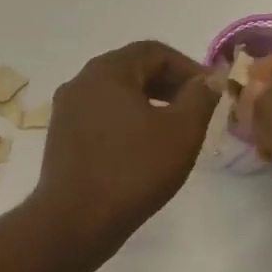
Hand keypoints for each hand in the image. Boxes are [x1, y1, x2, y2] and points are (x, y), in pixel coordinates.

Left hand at [33, 41, 219, 253]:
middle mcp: (80, 83)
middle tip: (196, 109)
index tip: (211, 91)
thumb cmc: (133, 170)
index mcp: (106, 71)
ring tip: (173, 131)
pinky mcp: (61, 139)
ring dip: (147, 105)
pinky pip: (99, 118)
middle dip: (168, 85)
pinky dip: (125, 123)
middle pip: (131, 70)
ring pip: (114, 96)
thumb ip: (200, 97)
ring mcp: (65, 111)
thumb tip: (209, 77)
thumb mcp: (181, 131)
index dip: (188, 67)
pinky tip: (142, 150)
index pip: (153, 51)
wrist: (76, 220)